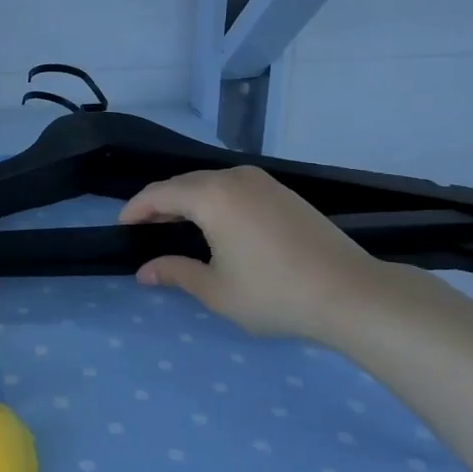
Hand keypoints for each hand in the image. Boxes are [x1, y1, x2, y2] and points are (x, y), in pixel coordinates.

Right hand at [119, 166, 387, 343]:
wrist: (351, 293)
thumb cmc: (275, 293)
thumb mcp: (216, 290)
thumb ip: (175, 273)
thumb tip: (145, 271)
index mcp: (211, 196)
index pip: (158, 194)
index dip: (135, 210)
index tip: (121, 228)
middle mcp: (234, 178)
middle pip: (183, 184)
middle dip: (159, 205)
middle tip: (145, 232)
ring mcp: (263, 182)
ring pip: (210, 184)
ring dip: (188, 202)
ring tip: (176, 230)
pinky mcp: (283, 193)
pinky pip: (234, 188)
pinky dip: (214, 202)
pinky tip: (216, 227)